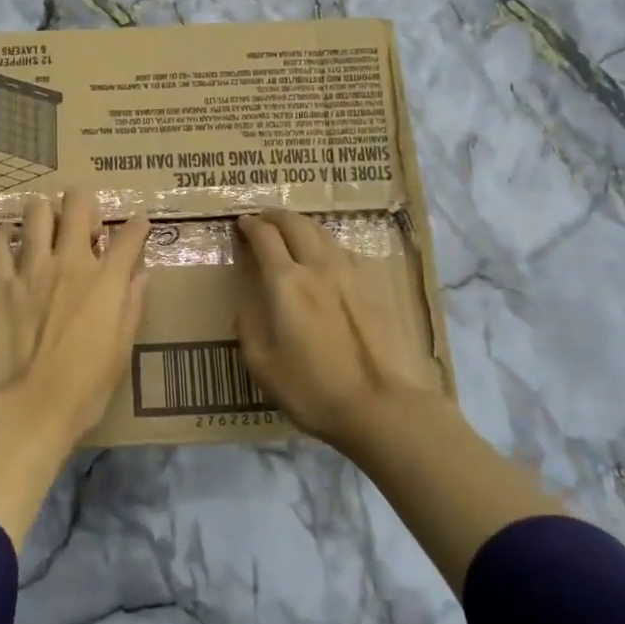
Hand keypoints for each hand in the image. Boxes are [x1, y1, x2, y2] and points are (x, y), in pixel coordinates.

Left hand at [0, 189, 151, 448]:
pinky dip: (6, 236)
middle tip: (85, 222)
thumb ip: (132, 306)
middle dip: (85, 202)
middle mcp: (71, 262)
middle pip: (78, 204)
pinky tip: (10, 240)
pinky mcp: (0, 282)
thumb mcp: (121, 351)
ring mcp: (32, 267)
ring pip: (36, 212)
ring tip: (47, 227)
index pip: (130, 235)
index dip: (138, 225)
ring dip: (45, 213)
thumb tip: (141, 275)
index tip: (138, 226)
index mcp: (106, 280)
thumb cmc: (85, 388)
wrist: (30, 407)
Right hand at [236, 209, 448, 452]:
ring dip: (302, 225)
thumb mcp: (263, 365)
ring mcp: (351, 275)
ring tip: (292, 232)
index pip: (264, 236)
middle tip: (263, 219)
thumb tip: (245, 300)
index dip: (249, 225)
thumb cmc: (314, 390)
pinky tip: (326, 258)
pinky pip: (344, 251)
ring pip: (323, 233)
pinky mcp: (374, 287)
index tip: (241, 223)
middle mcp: (318, 267)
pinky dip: (326, 244)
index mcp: (286, 283)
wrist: (383, 407)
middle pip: (296, 223)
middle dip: (275, 216)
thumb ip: (249, 324)